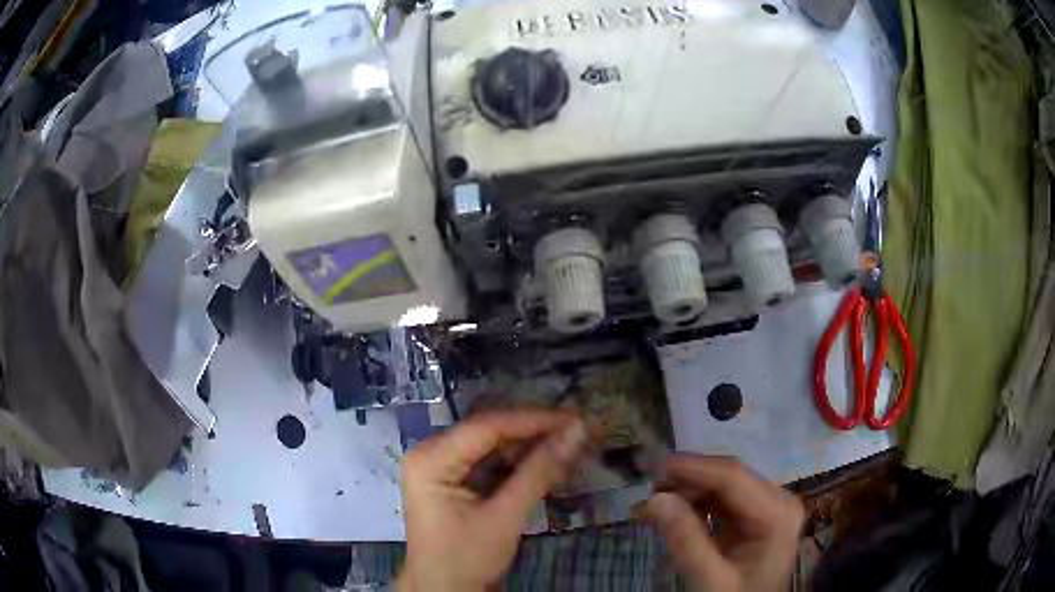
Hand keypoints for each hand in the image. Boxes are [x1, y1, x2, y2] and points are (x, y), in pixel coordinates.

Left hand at [397, 409, 587, 590]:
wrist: (444, 591)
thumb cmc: (467, 558)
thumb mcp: (505, 516)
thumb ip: (539, 472)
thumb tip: (577, 432)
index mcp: (430, 458)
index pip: (487, 426)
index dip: (534, 419)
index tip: (575, 419)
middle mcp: (430, 452)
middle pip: (489, 431)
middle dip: (534, 431)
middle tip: (578, 430)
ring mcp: (440, 465)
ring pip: (492, 444)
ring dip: (529, 446)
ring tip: (569, 443)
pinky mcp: (452, 479)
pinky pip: (488, 461)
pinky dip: (518, 462)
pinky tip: (547, 461)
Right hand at [640, 455, 803, 591]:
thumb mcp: (710, 579)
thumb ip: (686, 541)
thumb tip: (655, 499)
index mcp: (777, 514)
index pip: (732, 478)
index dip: (692, 468)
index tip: (652, 466)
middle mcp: (777, 501)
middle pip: (727, 478)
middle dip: (685, 482)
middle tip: (644, 493)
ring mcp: (767, 507)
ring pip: (720, 486)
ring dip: (685, 493)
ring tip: (648, 508)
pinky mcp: (754, 516)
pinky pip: (720, 500)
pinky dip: (693, 505)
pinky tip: (669, 514)